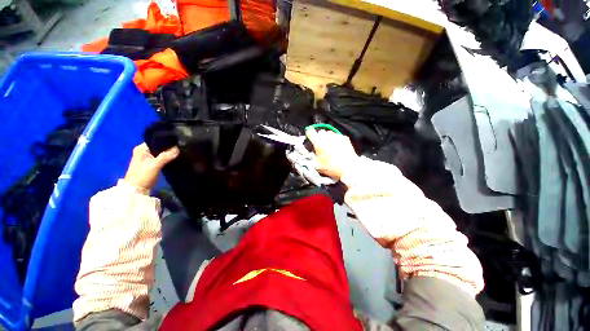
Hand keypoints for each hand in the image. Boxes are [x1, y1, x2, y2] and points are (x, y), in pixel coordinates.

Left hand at [124, 143, 179, 191]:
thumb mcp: (154, 165)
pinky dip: (169, 159)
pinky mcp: (153, 165)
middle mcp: (144, 151)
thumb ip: (166, 156)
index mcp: (141, 148)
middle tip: (182, 147)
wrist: (137, 191)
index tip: (179, 142)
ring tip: (181, 152)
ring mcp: (148, 158)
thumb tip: (178, 148)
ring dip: (170, 154)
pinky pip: (163, 159)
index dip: (167, 141)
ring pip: (162, 153)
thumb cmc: (142, 176)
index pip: (157, 140)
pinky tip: (176, 159)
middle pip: (160, 147)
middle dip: (170, 148)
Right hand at [306, 128, 358, 179]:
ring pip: (329, 133)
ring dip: (328, 137)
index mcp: (319, 143)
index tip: (310, 136)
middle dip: (319, 137)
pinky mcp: (344, 138)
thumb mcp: (318, 166)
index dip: (309, 134)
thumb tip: (312, 155)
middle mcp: (327, 137)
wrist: (349, 168)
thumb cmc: (332, 168)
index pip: (311, 132)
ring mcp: (336, 137)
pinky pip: (337, 136)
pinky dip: (336, 139)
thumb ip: (313, 158)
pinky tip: (337, 147)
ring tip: (329, 146)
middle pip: (321, 132)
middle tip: (321, 144)